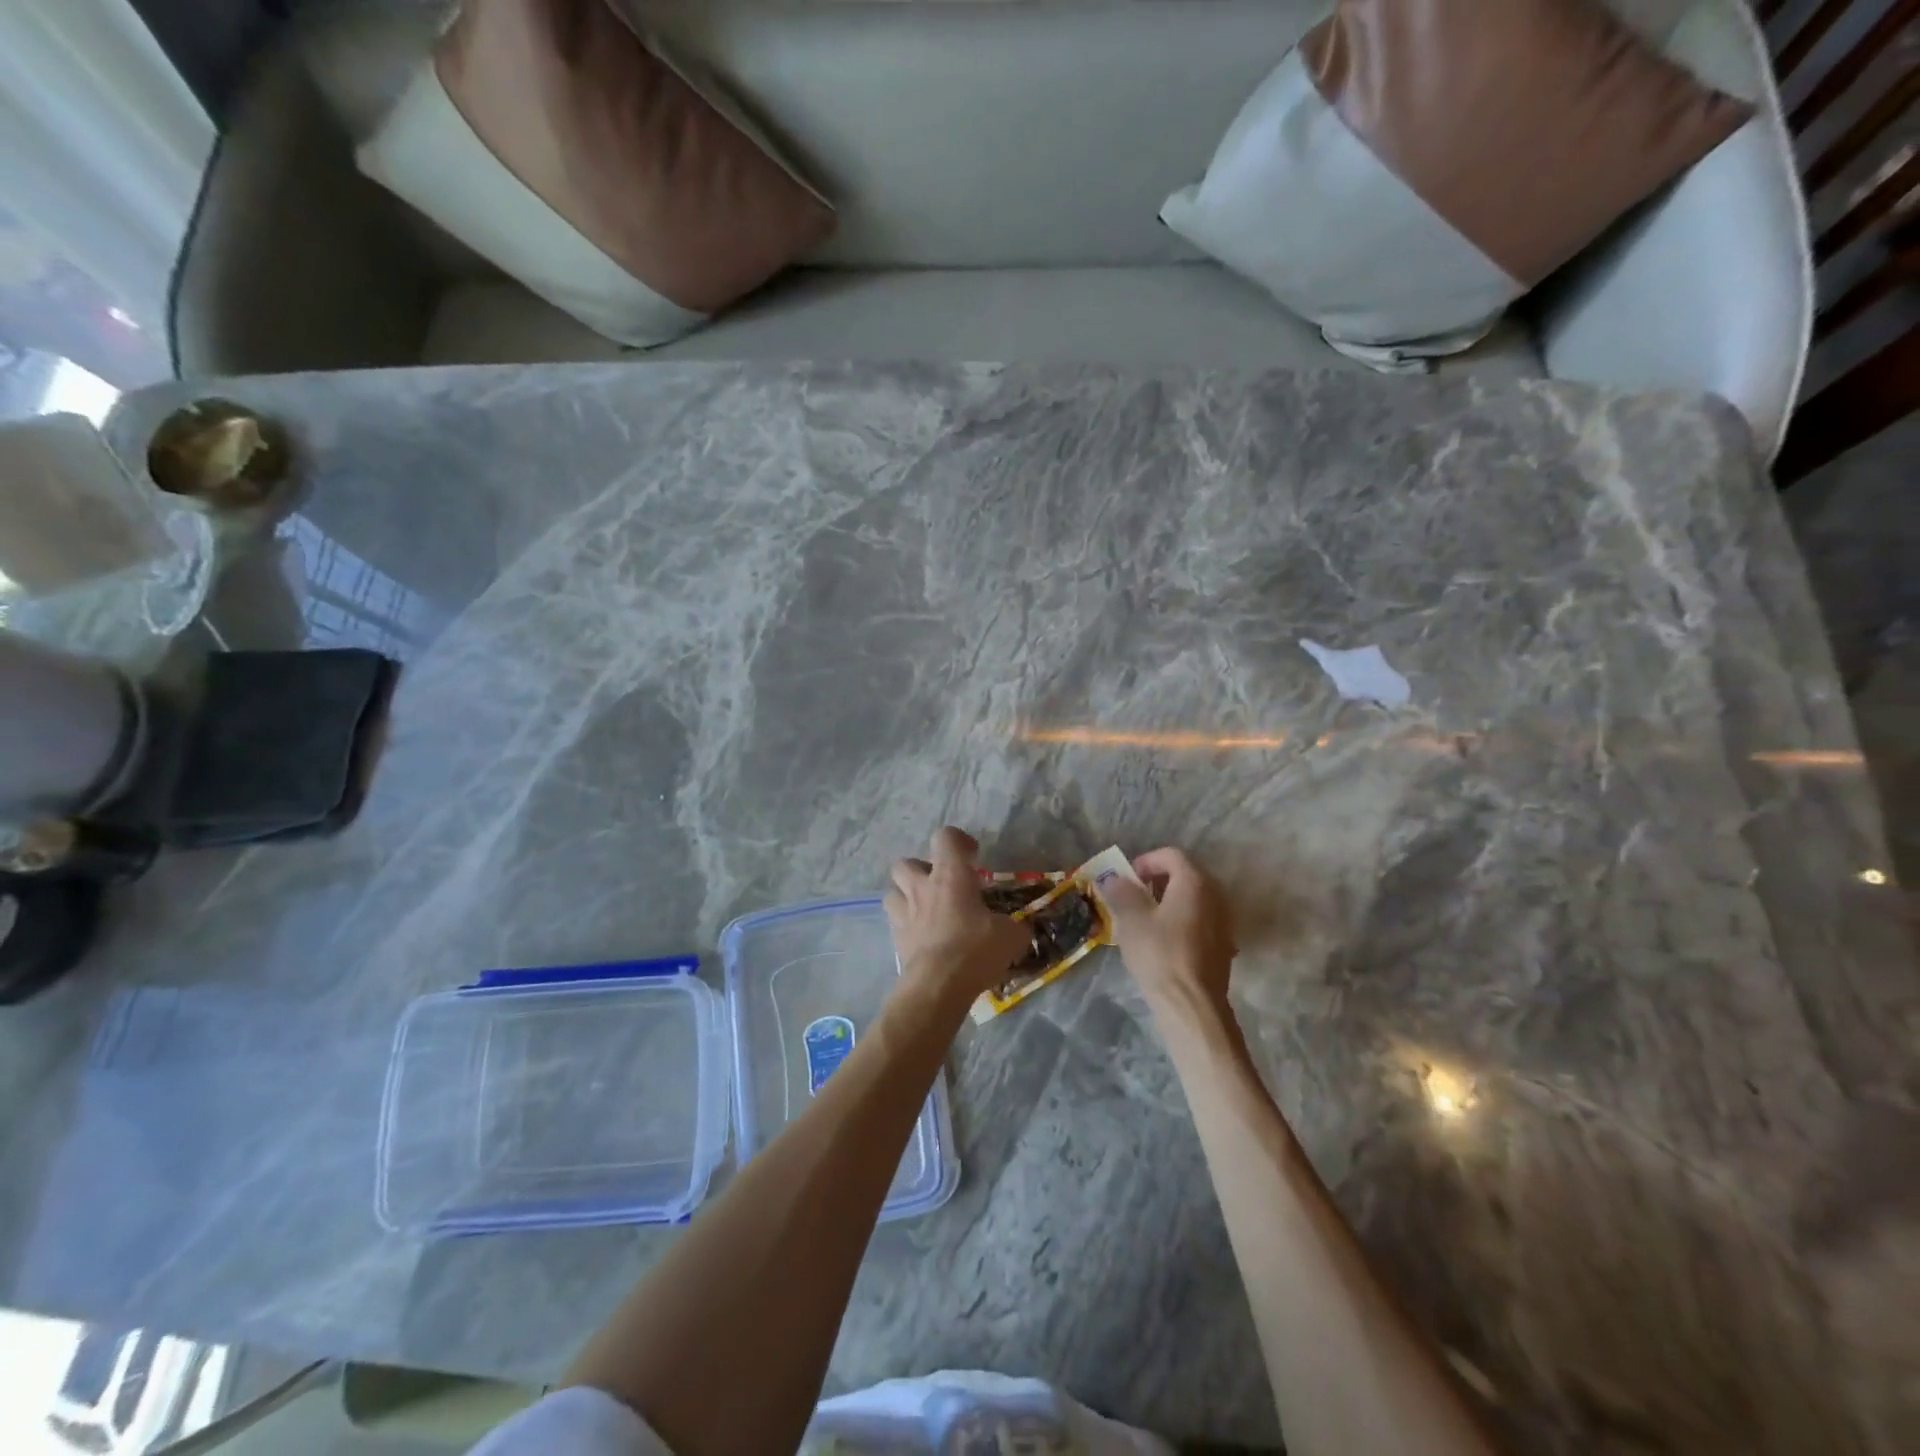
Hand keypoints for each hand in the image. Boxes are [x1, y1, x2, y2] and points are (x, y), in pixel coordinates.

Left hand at [885, 828, 1031, 1003]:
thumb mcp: (1011, 936)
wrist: (938, 986)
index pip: (946, 837)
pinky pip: (895, 923)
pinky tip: (923, 938)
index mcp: (951, 876)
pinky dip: (906, 926)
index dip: (959, 841)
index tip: (972, 857)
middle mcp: (922, 888)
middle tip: (941, 885)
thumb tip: (1019, 929)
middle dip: (921, 870)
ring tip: (925, 910)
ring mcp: (904, 913)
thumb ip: (1014, 927)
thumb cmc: (975, 950)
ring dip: (906, 896)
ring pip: (892, 891)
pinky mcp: (895, 940)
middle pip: (906, 862)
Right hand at [1100, 848, 1236, 1015]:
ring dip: (1170, 900)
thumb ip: (1122, 892)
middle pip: (1186, 874)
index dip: (1146, 861)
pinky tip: (1165, 940)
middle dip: (1158, 880)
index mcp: (1195, 882)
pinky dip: (1183, 919)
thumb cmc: (1160, 954)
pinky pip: (1202, 919)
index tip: (1127, 879)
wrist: (1191, 1004)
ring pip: (1195, 898)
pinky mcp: (1224, 944)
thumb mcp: (1131, 919)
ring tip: (1147, 918)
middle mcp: (1216, 895)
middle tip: (1134, 896)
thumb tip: (1115, 878)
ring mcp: (1224, 920)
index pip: (1171, 855)